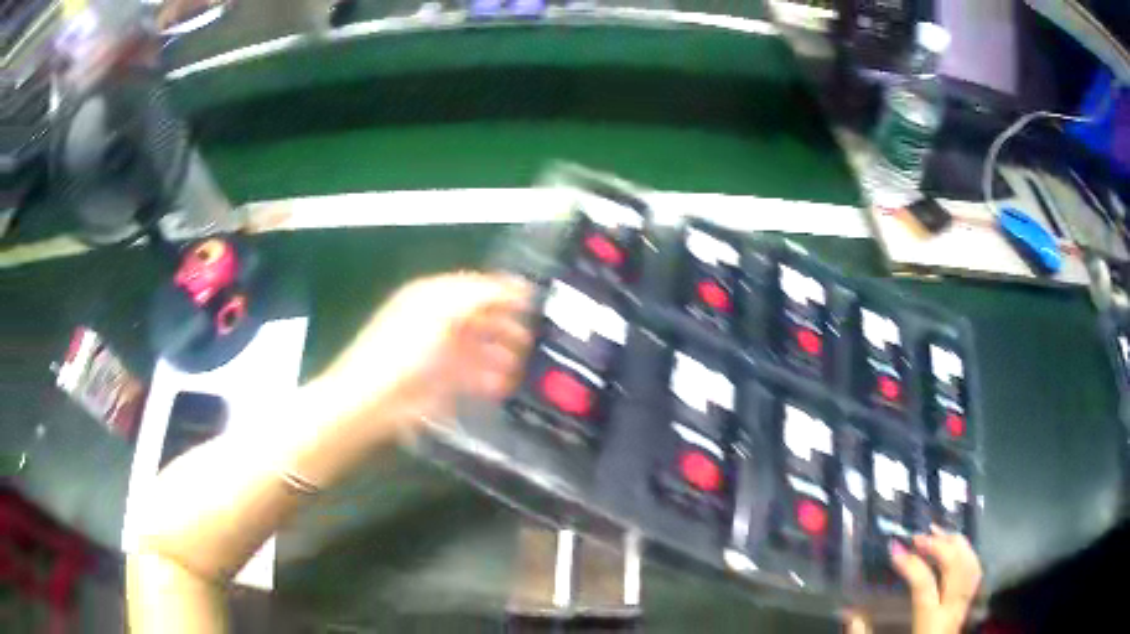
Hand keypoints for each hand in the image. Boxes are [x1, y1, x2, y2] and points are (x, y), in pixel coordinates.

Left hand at [310, 272, 533, 444]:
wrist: (373, 400)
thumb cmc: (403, 351)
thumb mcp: (440, 313)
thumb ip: (477, 296)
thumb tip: (511, 286)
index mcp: (432, 298)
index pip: (474, 288)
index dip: (503, 292)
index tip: (533, 301)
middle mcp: (436, 321)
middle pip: (479, 319)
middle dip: (506, 327)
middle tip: (530, 338)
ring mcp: (439, 353)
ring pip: (478, 348)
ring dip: (500, 355)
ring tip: (520, 366)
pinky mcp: (441, 382)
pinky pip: (471, 376)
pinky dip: (488, 379)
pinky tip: (502, 385)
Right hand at [891, 527, 982, 633]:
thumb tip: (850, 613)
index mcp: (930, 625)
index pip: (925, 586)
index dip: (911, 565)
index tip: (894, 549)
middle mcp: (952, 612)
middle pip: (956, 568)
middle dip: (940, 546)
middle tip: (918, 536)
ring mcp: (963, 608)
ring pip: (970, 566)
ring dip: (957, 545)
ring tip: (938, 532)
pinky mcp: (965, 608)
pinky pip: (974, 574)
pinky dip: (968, 555)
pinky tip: (957, 548)